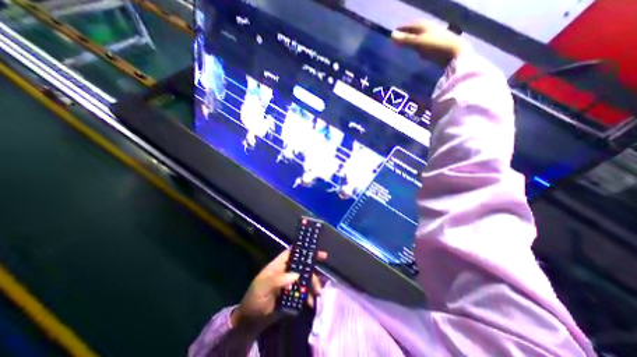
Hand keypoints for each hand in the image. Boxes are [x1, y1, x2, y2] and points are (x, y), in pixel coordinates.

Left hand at [231, 250, 327, 332]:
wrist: (249, 323)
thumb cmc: (254, 300)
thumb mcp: (262, 288)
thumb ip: (277, 280)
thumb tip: (296, 275)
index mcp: (278, 266)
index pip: (292, 253)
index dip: (304, 250)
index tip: (317, 252)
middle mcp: (285, 272)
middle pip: (302, 266)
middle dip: (312, 272)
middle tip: (320, 281)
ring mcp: (289, 283)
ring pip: (305, 279)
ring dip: (312, 285)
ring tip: (317, 294)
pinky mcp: (292, 295)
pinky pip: (303, 292)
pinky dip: (308, 296)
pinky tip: (310, 303)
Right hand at [389, 21, 465, 66]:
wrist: (454, 52)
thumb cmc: (435, 46)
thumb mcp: (417, 43)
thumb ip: (405, 40)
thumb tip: (391, 36)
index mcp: (424, 25)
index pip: (410, 25)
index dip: (402, 28)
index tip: (394, 32)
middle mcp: (430, 28)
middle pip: (416, 29)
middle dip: (408, 32)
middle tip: (400, 37)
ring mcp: (435, 36)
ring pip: (421, 35)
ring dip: (414, 38)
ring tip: (407, 42)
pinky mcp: (438, 44)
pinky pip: (425, 42)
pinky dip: (419, 44)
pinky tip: (418, 49)